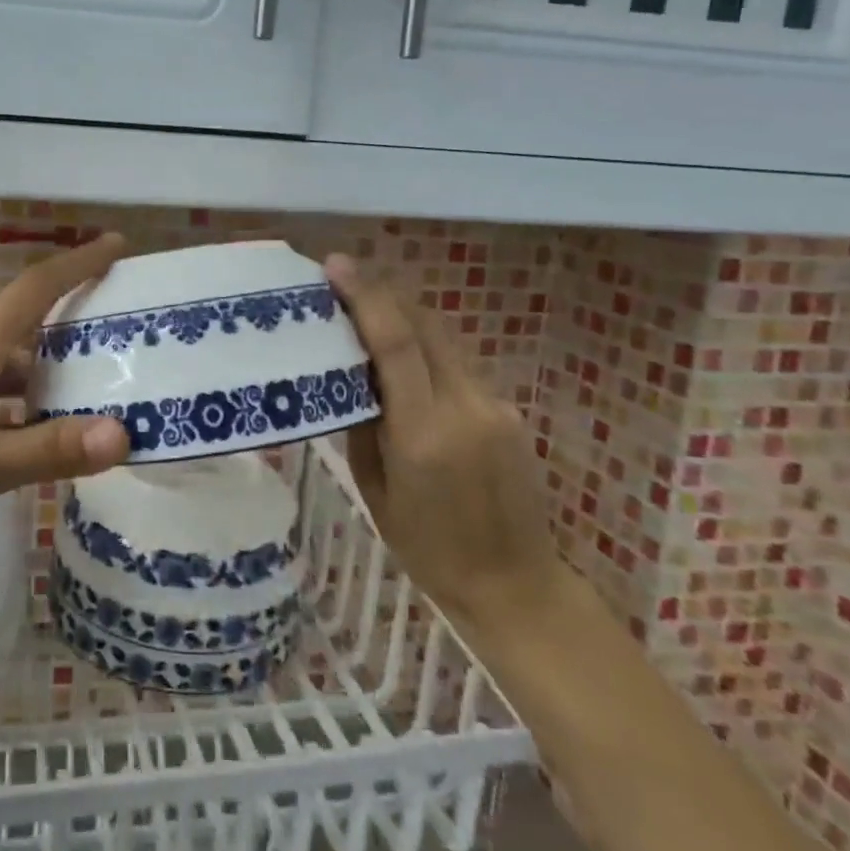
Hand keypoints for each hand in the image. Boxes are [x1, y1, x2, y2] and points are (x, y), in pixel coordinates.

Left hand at [0, 236, 131, 560]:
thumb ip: (49, 450)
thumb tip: (123, 434)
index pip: (37, 287)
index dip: (80, 262)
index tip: (118, 244)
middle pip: (24, 322)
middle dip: (73, 325)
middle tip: (122, 340)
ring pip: (1, 360)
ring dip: (42, 371)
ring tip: (88, 395)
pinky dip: (12, 398)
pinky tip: (25, 435)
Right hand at [324, 255, 563, 633]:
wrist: (513, 584)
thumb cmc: (426, 548)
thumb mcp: (376, 488)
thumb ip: (365, 423)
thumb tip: (352, 374)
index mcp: (424, 433)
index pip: (396, 344)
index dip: (366, 297)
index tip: (336, 265)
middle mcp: (465, 407)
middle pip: (425, 325)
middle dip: (383, 293)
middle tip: (343, 277)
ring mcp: (493, 406)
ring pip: (443, 340)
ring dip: (404, 317)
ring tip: (365, 310)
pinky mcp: (507, 410)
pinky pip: (456, 366)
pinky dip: (425, 350)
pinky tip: (403, 362)